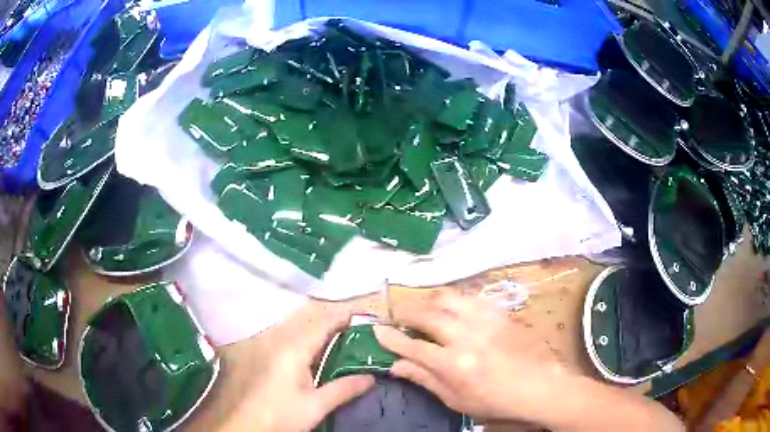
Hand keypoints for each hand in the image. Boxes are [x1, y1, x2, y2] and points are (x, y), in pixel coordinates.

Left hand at [220, 305, 374, 431]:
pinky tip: (314, 356)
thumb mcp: (315, 406)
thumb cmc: (279, 415)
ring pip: (297, 332)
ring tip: (340, 341)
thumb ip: (343, 389)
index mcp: (294, 349)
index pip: (323, 323)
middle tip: (357, 331)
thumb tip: (371, 378)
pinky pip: (287, 341)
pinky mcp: (259, 356)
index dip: (344, 317)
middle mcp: (278, 341)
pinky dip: (305, 343)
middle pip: (310, 324)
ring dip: (319, 333)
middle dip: (333, 324)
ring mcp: (266, 347)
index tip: (364, 316)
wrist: (240, 424)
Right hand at [374, 291, 570, 423]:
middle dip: (405, 312)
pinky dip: (452, 299)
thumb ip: (425, 379)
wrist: (539, 385)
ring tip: (419, 308)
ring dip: (427, 300)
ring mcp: (485, 320)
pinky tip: (448, 306)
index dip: (391, 337)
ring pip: (447, 298)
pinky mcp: (499, 312)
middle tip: (395, 316)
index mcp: (454, 364)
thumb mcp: (456, 400)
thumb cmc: (496, 401)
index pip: (412, 346)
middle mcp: (466, 336)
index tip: (376, 330)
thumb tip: (396, 366)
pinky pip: (469, 297)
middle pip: (427, 314)